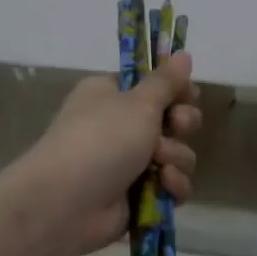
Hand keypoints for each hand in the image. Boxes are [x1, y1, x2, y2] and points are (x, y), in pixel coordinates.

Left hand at [16, 54, 202, 255]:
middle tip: (178, 126)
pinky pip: (171, 185)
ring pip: (176, 154)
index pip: (153, 86)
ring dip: (176, 157)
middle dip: (182, 124)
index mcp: (112, 95)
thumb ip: (166, 81)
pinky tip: (163, 186)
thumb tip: (184, 53)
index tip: (188, 94)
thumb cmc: (102, 138)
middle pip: (171, 120)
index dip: (176, 90)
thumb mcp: (138, 102)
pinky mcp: (139, 196)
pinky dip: (172, 186)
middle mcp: (120, 126)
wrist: (68, 202)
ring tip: (159, 163)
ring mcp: (129, 163)